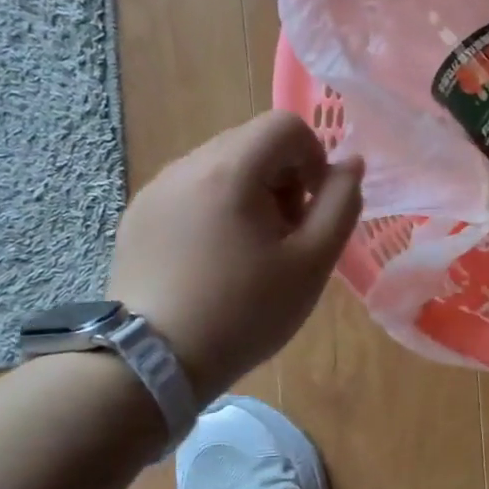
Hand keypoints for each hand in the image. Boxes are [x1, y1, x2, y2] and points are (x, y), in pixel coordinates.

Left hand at [107, 111, 361, 391]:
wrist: (151, 363)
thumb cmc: (244, 312)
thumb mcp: (312, 262)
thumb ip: (341, 204)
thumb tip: (351, 163)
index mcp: (230, 170)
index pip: (285, 125)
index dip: (314, 157)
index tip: (313, 206)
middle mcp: (187, 165)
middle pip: (253, 142)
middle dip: (284, 177)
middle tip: (287, 234)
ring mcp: (155, 189)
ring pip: (221, 165)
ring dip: (251, 192)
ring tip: (252, 249)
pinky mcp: (137, 216)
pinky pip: (191, 190)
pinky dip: (217, 207)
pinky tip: (215, 259)